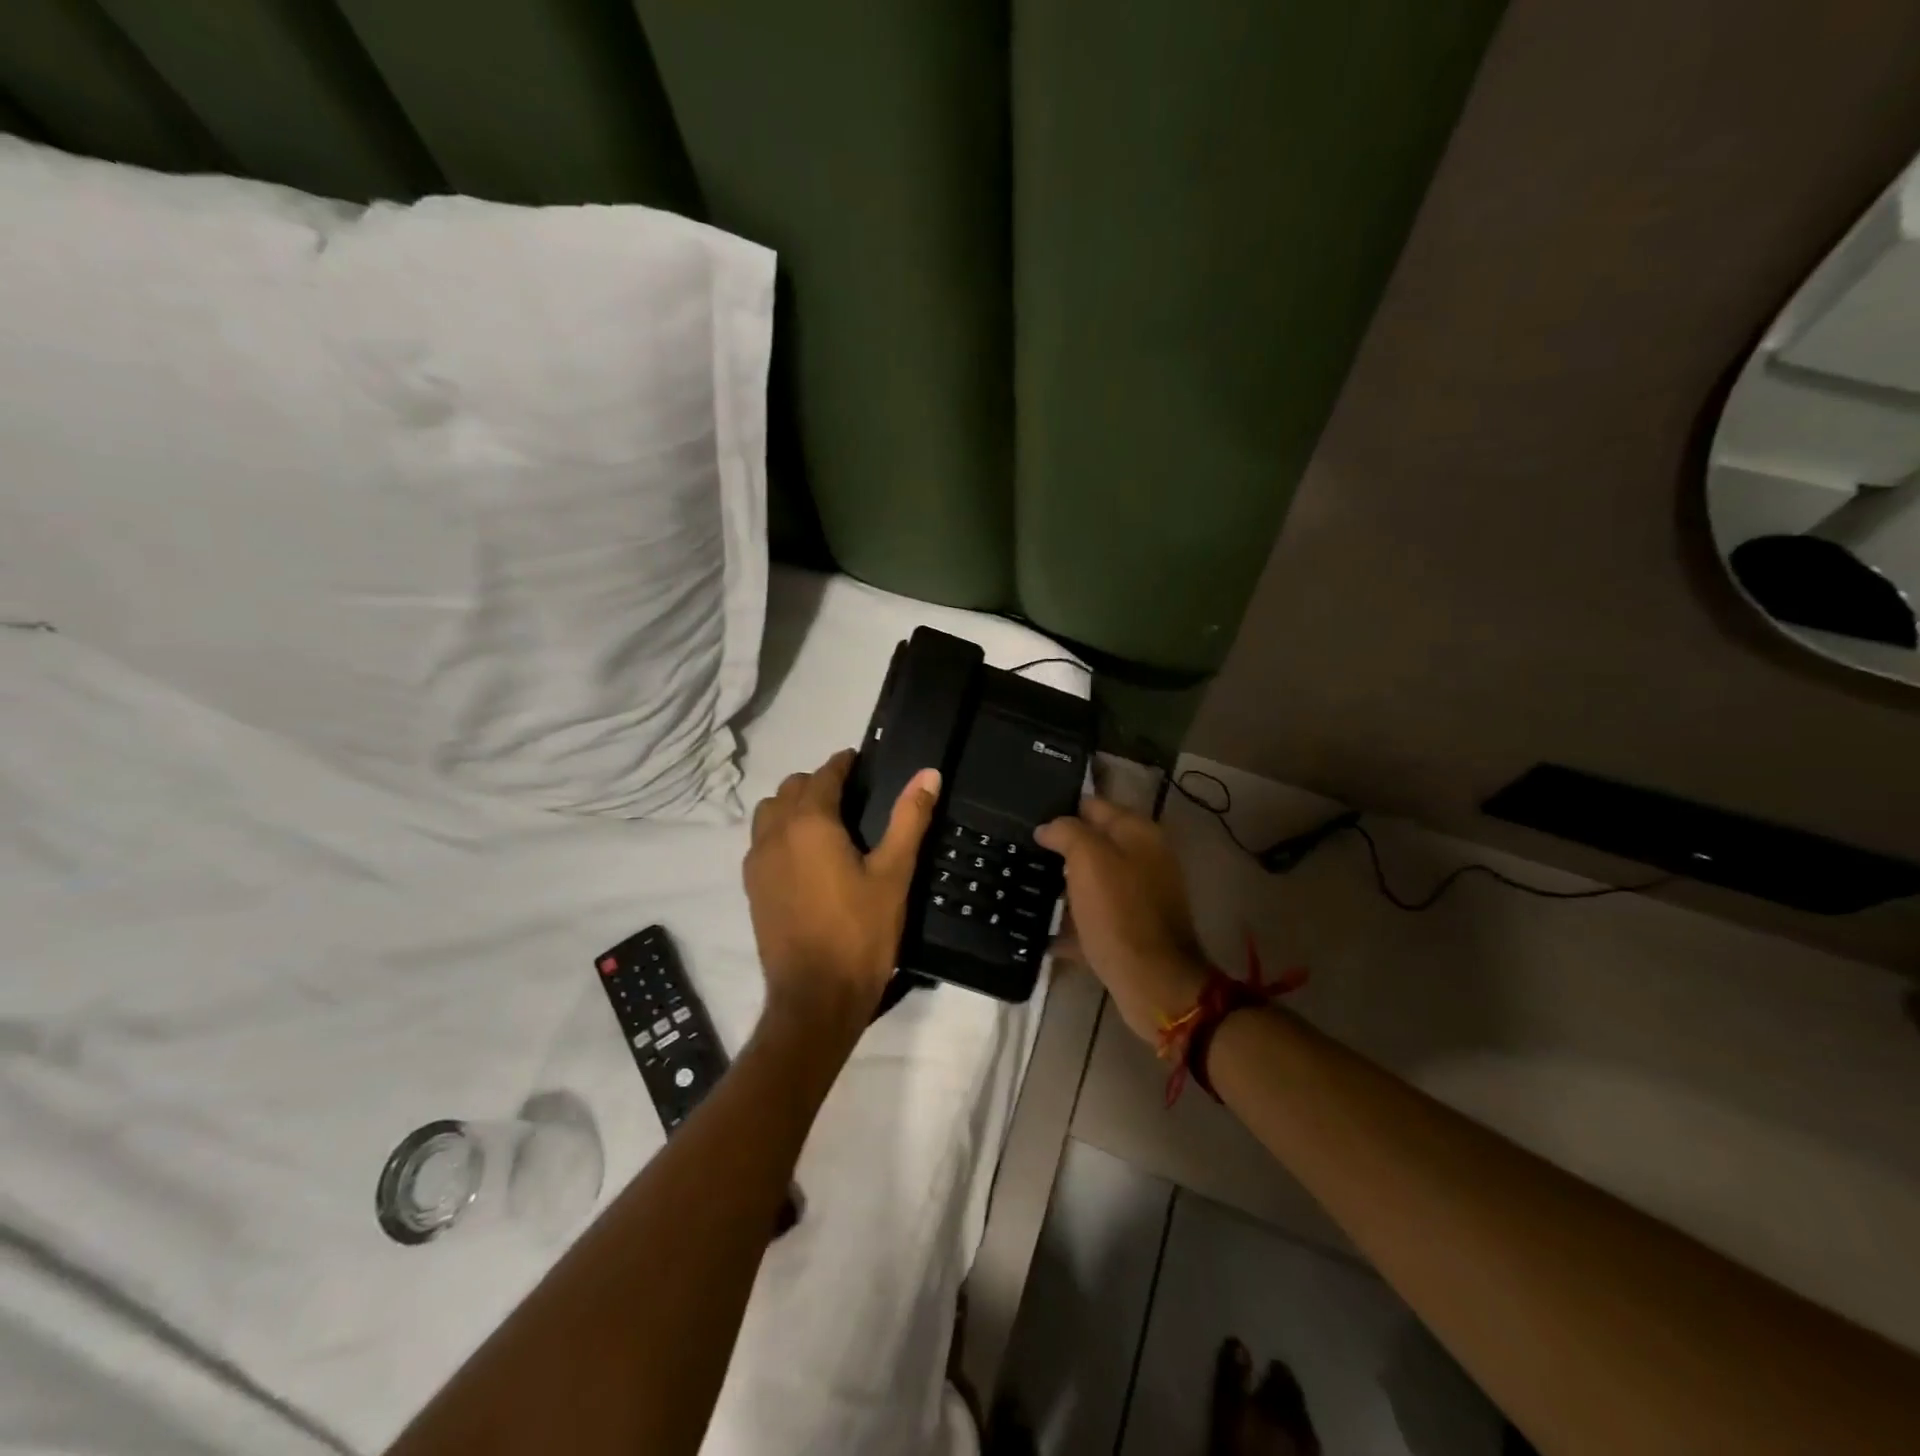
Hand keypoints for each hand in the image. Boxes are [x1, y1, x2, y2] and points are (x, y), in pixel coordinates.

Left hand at [743, 749, 941, 1035]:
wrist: (815, 998)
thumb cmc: (860, 933)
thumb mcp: (894, 874)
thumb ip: (909, 819)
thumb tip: (928, 774)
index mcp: (810, 823)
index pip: (823, 775)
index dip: (843, 763)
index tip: (861, 761)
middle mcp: (775, 833)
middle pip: (790, 789)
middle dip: (817, 783)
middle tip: (850, 796)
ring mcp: (757, 862)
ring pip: (768, 814)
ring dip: (792, 806)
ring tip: (825, 825)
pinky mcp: (751, 888)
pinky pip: (761, 842)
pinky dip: (780, 833)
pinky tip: (806, 858)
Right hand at [1035, 796, 1210, 1043]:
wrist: (1152, 981)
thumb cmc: (1119, 912)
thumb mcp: (1088, 859)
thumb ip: (1067, 832)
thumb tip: (1048, 828)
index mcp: (1139, 833)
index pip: (1094, 805)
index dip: (1062, 809)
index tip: (1028, 818)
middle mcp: (1144, 858)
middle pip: (1094, 844)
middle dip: (1061, 848)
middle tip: (1023, 852)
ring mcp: (1139, 896)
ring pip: (1092, 880)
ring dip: (1064, 884)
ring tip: (1026, 886)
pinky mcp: (1131, 928)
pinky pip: (1095, 916)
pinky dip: (1073, 921)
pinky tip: (1044, 930)